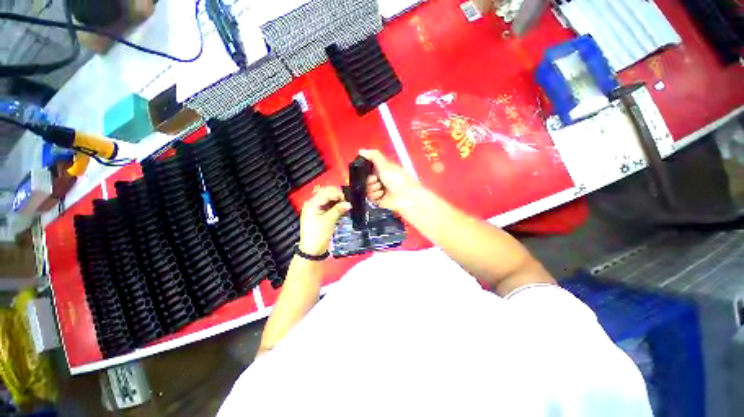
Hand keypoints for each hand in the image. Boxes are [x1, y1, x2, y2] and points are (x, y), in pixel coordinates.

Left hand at [299, 187, 351, 255]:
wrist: (312, 250)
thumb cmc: (317, 235)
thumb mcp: (329, 221)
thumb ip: (339, 210)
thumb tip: (349, 204)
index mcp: (312, 204)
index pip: (326, 192)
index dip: (338, 194)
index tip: (347, 201)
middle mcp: (312, 204)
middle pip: (327, 193)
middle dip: (338, 196)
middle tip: (347, 203)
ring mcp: (315, 208)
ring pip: (328, 199)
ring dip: (337, 201)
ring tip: (345, 207)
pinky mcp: (319, 213)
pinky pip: (328, 205)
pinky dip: (335, 206)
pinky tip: (341, 211)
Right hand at [359, 149, 419, 212]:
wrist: (405, 197)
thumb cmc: (399, 179)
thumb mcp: (385, 163)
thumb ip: (373, 155)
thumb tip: (361, 150)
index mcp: (385, 169)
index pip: (370, 167)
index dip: (366, 168)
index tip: (366, 168)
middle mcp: (382, 179)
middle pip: (366, 178)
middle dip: (369, 179)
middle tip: (375, 180)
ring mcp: (381, 190)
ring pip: (367, 188)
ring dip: (372, 188)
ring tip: (380, 188)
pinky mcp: (380, 200)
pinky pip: (370, 197)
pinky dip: (374, 195)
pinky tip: (381, 194)